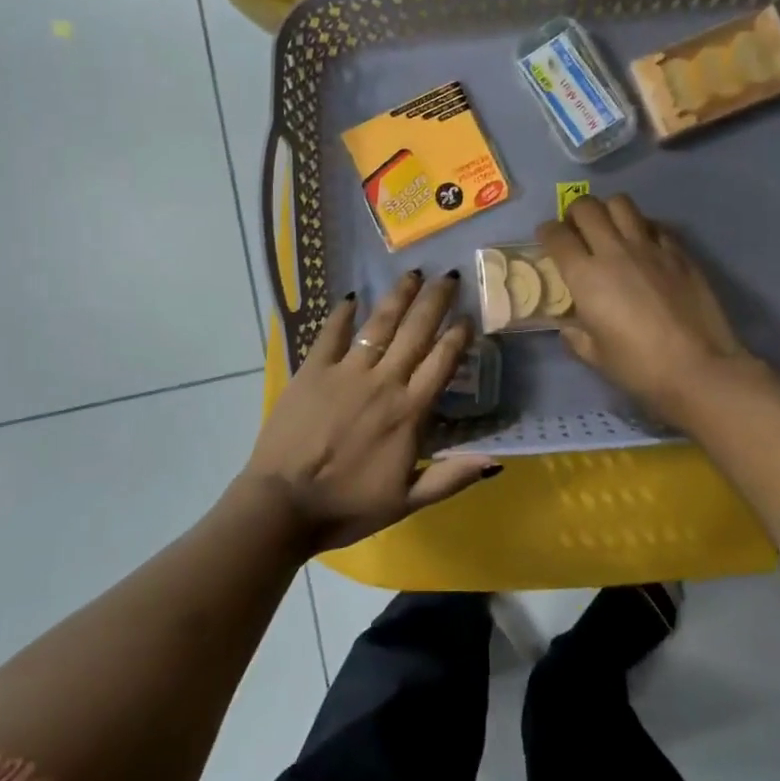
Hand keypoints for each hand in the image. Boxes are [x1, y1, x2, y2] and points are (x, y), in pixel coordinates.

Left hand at [242, 270, 500, 552]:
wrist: (283, 505)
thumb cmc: (347, 507)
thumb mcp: (407, 502)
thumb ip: (451, 478)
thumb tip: (495, 460)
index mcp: (409, 413)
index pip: (442, 363)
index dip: (457, 336)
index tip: (468, 316)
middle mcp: (383, 382)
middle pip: (416, 333)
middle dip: (435, 301)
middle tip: (449, 276)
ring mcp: (346, 372)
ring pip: (379, 324)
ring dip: (398, 297)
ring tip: (413, 274)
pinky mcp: (312, 370)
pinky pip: (331, 334)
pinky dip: (343, 314)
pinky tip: (352, 296)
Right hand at [538, 194, 758, 426]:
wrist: (698, 367)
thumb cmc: (639, 366)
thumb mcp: (595, 356)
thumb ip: (576, 336)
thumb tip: (570, 327)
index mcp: (585, 276)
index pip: (556, 235)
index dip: (547, 232)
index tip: (547, 238)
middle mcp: (614, 251)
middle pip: (587, 207)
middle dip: (574, 212)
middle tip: (576, 229)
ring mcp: (649, 247)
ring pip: (621, 204)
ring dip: (608, 211)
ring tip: (609, 228)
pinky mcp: (679, 252)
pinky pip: (654, 225)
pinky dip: (642, 227)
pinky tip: (644, 245)